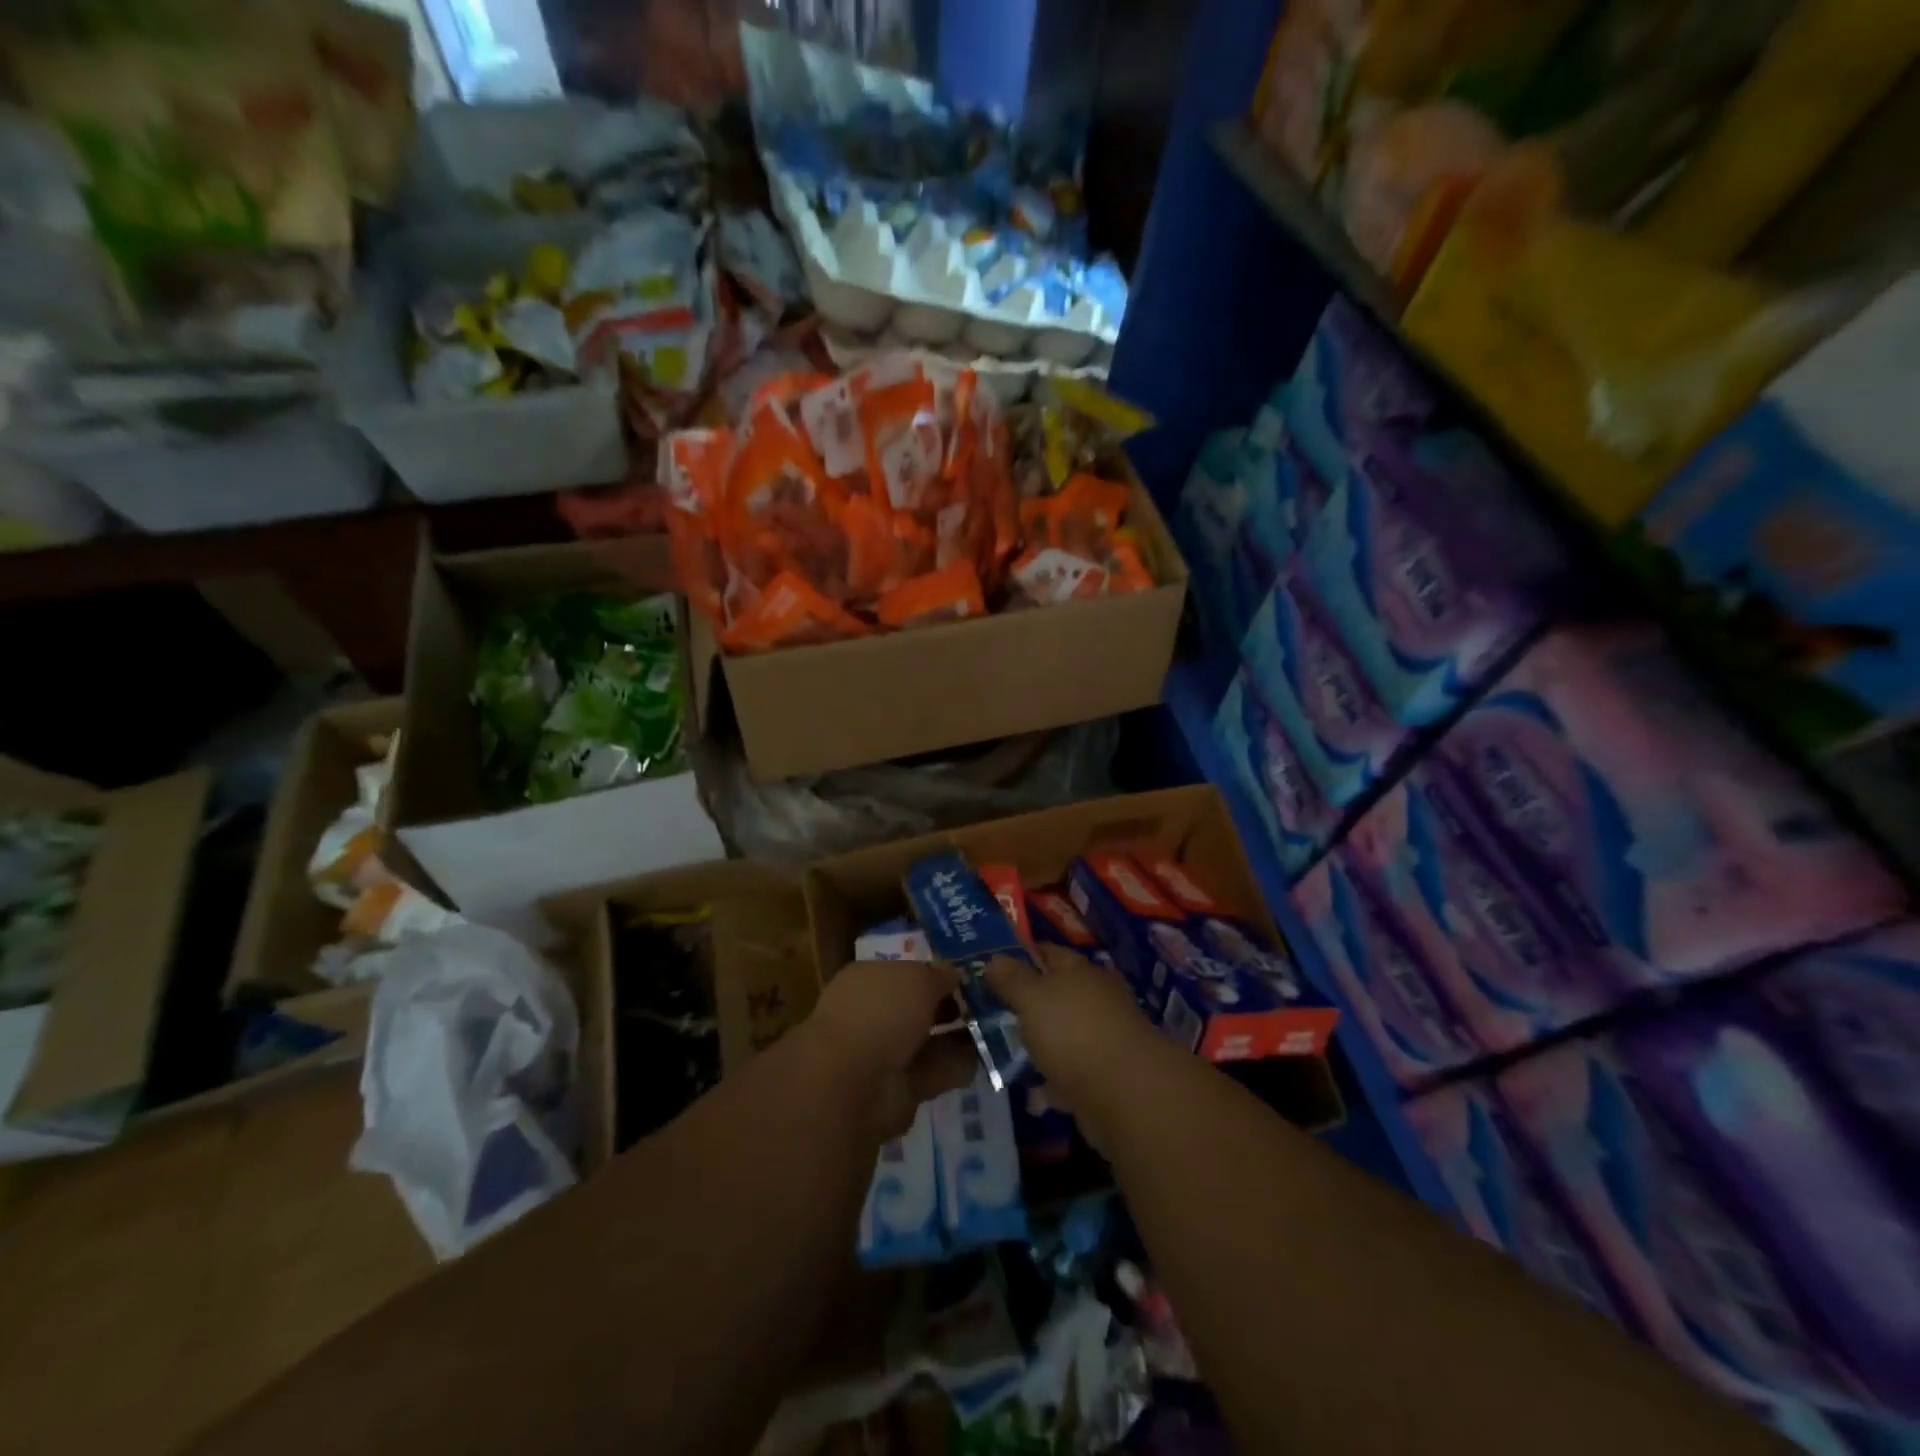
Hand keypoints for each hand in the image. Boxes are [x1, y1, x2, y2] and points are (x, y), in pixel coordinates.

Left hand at [808, 960, 978, 1141]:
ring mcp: (884, 1055)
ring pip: (927, 1042)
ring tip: (996, 1030)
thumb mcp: (917, 979)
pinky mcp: (898, 1090)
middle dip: (950, 1008)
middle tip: (988, 1005)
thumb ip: (938, 975)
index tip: (968, 978)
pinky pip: (933, 1073)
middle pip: (917, 1009)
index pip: (905, 974)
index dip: (935, 975)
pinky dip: (956, 1068)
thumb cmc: (881, 1013)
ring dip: (958, 1038)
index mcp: (867, 981)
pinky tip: (985, 1058)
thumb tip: (954, 974)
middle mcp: (873, 1015)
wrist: (853, 1083)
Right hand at [985, 945, 1165, 1153]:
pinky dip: (1053, 1081)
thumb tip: (994, 959)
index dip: (1019, 955)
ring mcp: (1103, 1037)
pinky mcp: (1105, 1075)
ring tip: (1005, 1052)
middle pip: (1055, 993)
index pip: (1046, 952)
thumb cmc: (1073, 1032)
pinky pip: (1070, 1071)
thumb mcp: (1032, 998)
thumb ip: (1011, 979)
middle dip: (1026, 1002)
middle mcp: (1095, 998)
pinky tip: (1032, 1092)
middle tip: (989, 1011)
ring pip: (1062, 1033)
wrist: (1125, 1093)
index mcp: (1079, 971)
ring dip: (1040, 1042)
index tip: (990, 966)